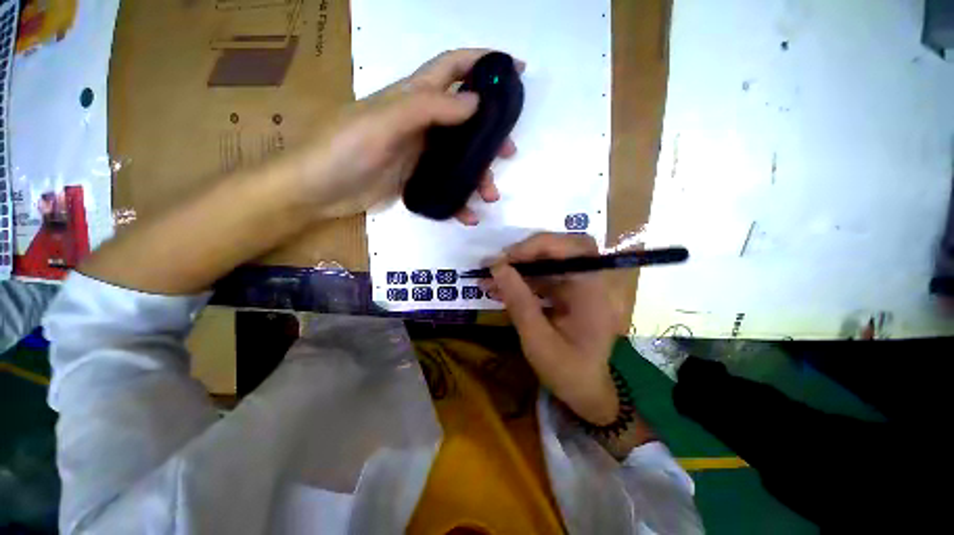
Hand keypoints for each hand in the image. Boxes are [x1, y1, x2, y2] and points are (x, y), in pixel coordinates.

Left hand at [295, 48, 517, 224]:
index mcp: (412, 97)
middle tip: (508, 151)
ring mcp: (420, 153)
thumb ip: (427, 109)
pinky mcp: (416, 179)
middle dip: (490, 133)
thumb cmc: (343, 149)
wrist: (317, 191)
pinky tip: (468, 214)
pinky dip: (459, 200)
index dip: (484, 62)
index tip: (516, 70)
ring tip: (490, 195)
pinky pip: (446, 187)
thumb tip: (476, 103)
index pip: (453, 68)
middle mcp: (421, 122)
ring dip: (479, 176)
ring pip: (460, 158)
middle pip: (465, 119)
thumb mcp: (384, 123)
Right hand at [488, 232, 622, 424]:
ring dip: (519, 267)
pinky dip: (521, 280)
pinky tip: (500, 288)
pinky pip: (543, 277)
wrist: (585, 391)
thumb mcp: (538, 340)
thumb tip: (497, 266)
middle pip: (561, 248)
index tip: (505, 259)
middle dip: (527, 252)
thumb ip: (519, 301)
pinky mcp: (567, 293)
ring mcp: (579, 286)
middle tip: (499, 264)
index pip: (572, 249)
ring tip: (490, 278)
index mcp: (593, 292)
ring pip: (548, 262)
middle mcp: (591, 282)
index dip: (537, 246)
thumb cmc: (567, 371)